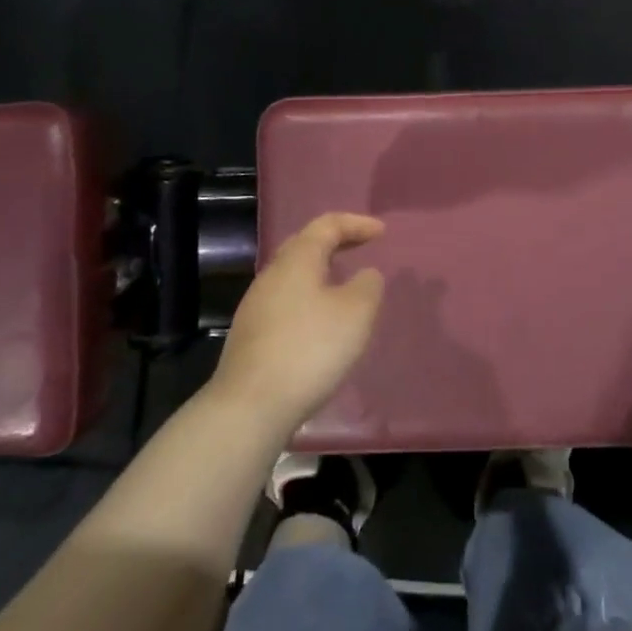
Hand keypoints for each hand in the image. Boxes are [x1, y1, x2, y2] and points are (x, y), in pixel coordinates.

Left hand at [209, 213, 386, 436]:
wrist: (250, 406)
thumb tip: (365, 275)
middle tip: (362, 247)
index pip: (327, 225)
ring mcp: (256, 306)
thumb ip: (368, 285)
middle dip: (335, 242)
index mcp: (297, 260)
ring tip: (345, 285)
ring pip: (294, 275)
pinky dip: (310, 298)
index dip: (356, 223)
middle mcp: (272, 275)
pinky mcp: (252, 335)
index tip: (381, 232)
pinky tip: (322, 321)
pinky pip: (287, 301)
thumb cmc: (310, 348)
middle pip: (305, 245)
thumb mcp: (356, 312)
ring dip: (321, 272)